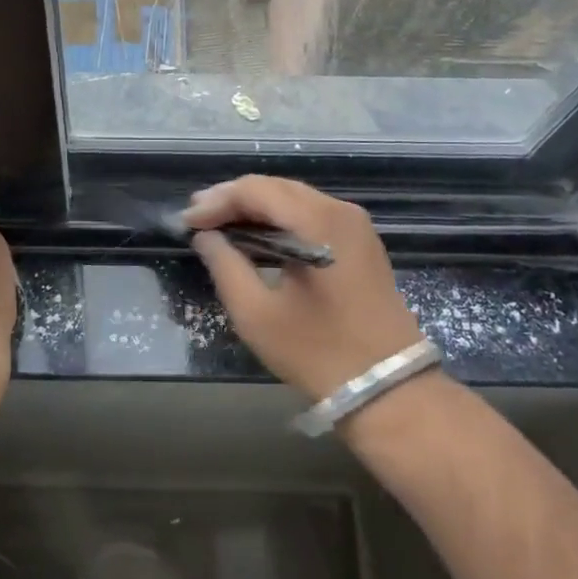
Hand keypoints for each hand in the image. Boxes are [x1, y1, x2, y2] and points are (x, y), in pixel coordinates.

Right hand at [183, 176, 424, 401]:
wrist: (390, 390)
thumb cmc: (318, 352)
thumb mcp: (257, 314)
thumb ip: (225, 266)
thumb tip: (206, 237)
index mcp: (318, 221)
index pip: (256, 190)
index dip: (217, 201)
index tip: (187, 221)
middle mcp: (340, 211)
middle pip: (276, 188)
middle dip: (233, 200)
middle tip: (198, 217)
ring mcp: (355, 225)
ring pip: (293, 199)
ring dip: (255, 209)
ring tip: (219, 225)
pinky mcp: (360, 242)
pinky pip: (311, 215)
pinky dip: (279, 220)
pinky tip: (256, 236)